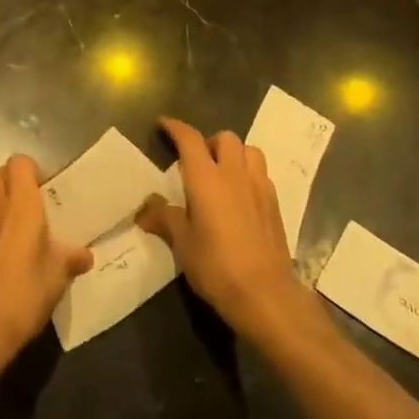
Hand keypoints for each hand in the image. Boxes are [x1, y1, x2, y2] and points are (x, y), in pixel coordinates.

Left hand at [0, 154, 93, 359]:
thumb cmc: (24, 292)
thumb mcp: (58, 277)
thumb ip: (71, 259)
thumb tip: (85, 255)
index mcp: (21, 203)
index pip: (20, 162)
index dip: (31, 170)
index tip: (43, 191)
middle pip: (0, 174)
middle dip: (14, 183)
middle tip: (30, 207)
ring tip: (10, 226)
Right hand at [137, 117, 320, 342]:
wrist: (265, 294)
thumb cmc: (216, 266)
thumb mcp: (182, 244)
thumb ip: (165, 219)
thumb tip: (144, 210)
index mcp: (206, 178)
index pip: (189, 139)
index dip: (175, 128)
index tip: (164, 125)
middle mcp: (234, 173)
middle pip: (224, 137)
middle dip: (209, 142)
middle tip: (197, 162)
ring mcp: (258, 186)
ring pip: (248, 150)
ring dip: (234, 154)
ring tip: (223, 174)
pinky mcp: (275, 203)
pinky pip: (261, 173)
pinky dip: (249, 174)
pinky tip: (242, 197)